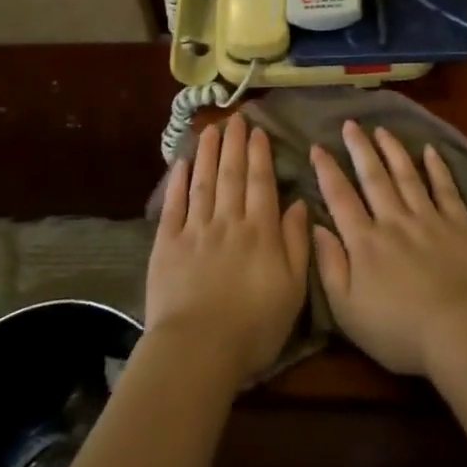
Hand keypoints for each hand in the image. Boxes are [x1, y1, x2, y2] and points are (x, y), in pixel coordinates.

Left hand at [146, 115, 310, 384]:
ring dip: (208, 152)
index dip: (260, 155)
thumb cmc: (254, 326)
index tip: (258, 131)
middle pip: (231, 174)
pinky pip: (174, 205)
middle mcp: (228, 221)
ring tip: (211, 129)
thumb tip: (298, 204)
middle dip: (234, 143)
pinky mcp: (167, 244)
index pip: (261, 183)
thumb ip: (296, 243)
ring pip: (204, 182)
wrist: (199, 349)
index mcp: (260, 231)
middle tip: (235, 118)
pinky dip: (178, 182)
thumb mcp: (292, 289)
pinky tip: (181, 163)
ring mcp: (195, 230)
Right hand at [311, 121, 466, 375]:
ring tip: (382, 129)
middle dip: (359, 148)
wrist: (460, 332)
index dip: (327, 171)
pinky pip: (445, 188)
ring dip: (393, 150)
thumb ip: (329, 266)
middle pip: (373, 177)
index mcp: (364, 242)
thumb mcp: (348, 311)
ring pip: (406, 175)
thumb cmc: (398, 330)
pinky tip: (430, 150)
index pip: (340, 197)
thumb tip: (316, 226)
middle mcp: (394, 220)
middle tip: (350, 124)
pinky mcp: (459, 224)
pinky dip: (437, 168)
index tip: (317, 147)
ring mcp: (428, 219)